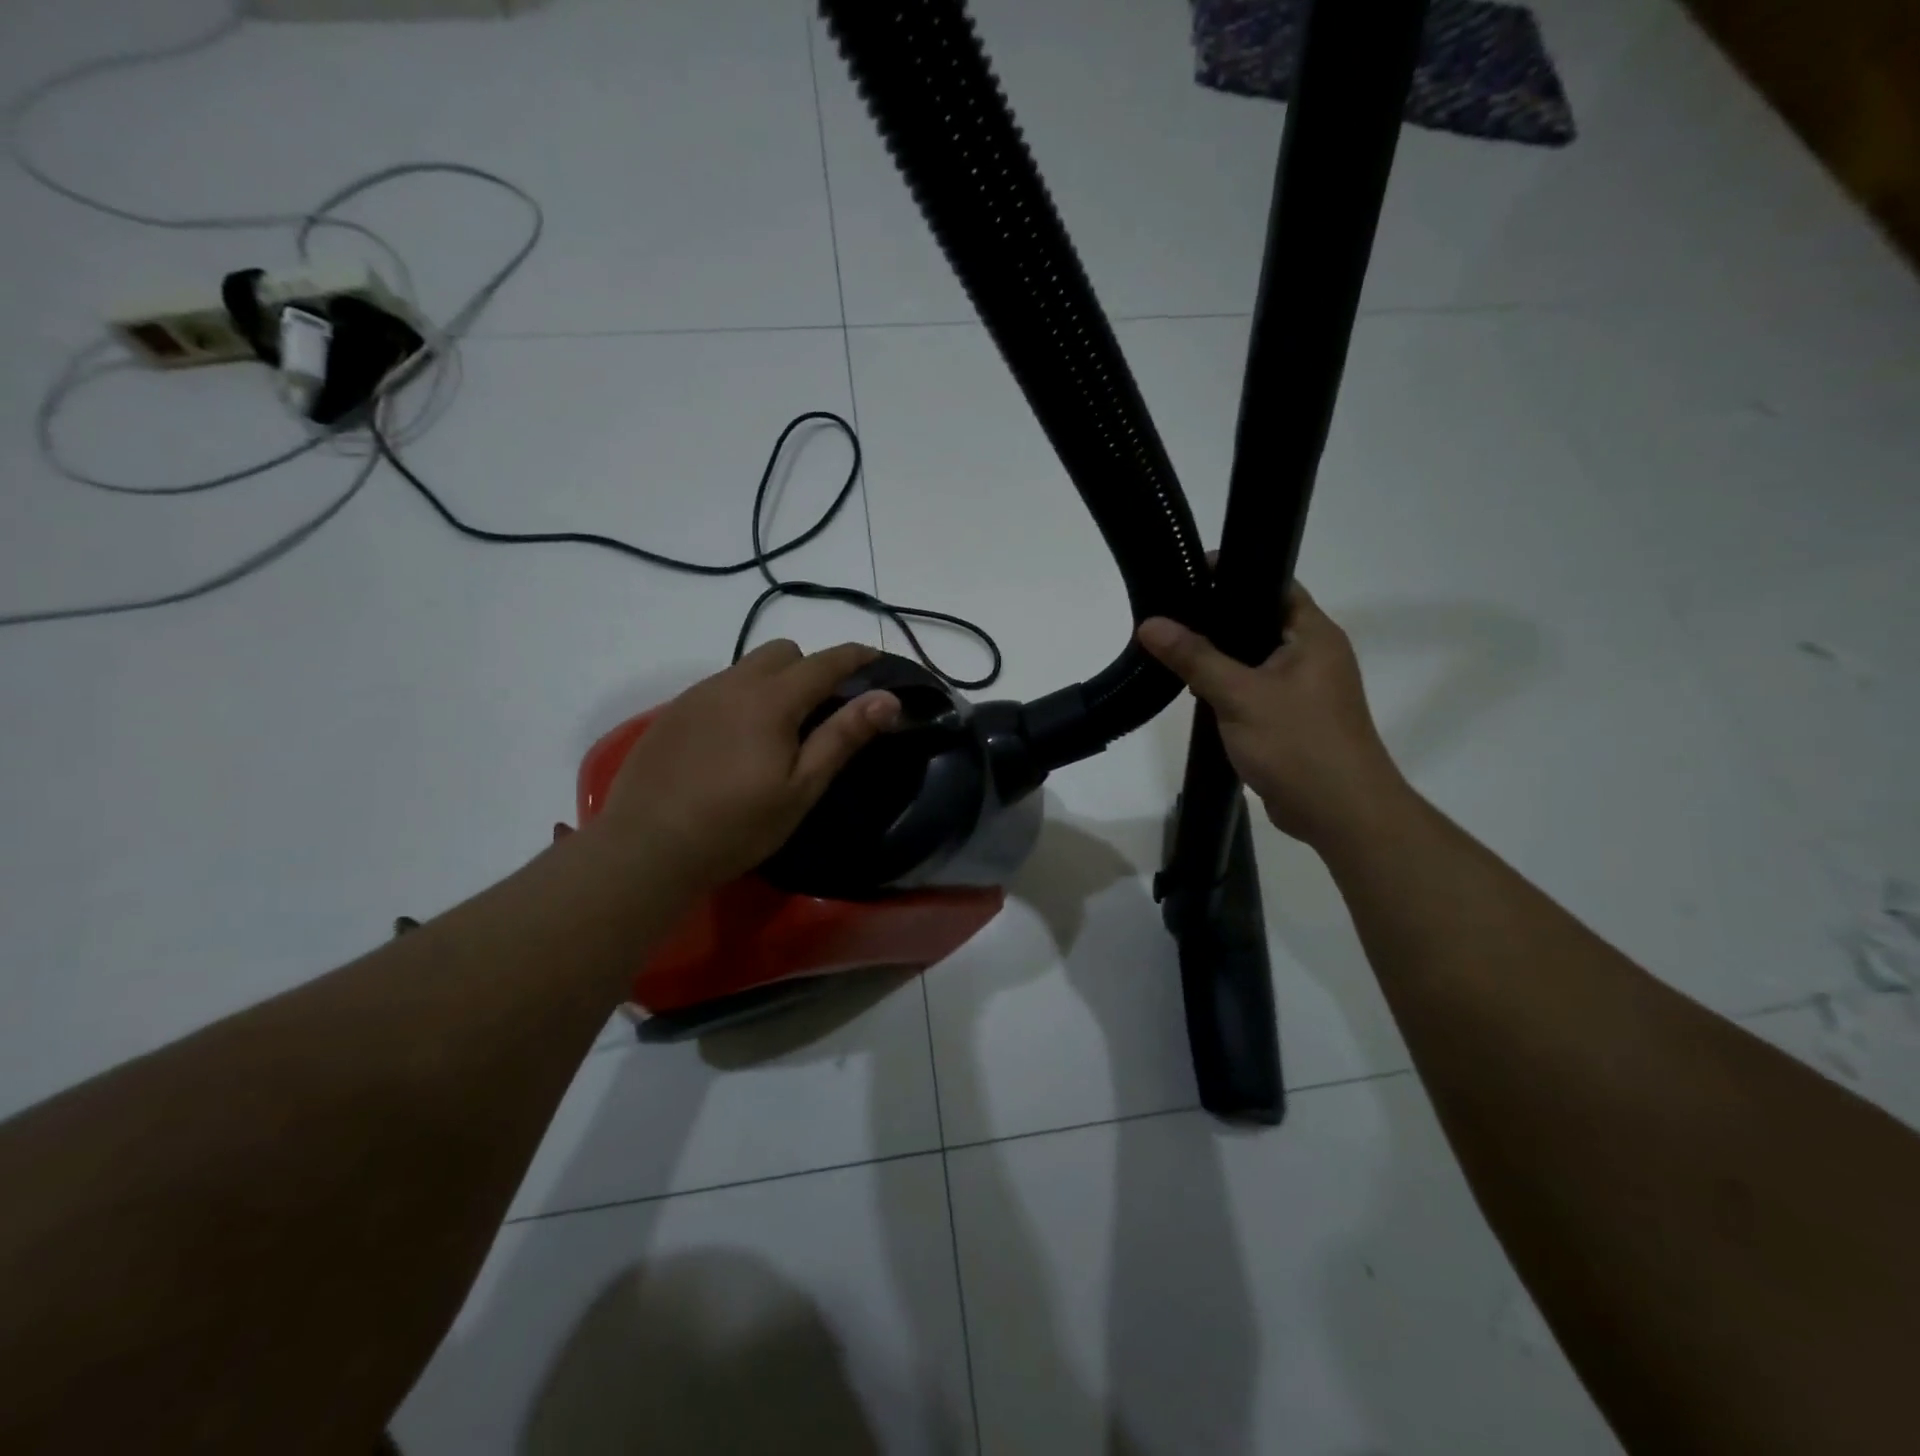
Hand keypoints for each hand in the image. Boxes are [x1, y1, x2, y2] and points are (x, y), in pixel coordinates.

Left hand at [592, 640, 900, 893]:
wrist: (646, 848)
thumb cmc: (736, 825)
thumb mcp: (801, 788)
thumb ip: (843, 737)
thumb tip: (888, 698)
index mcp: (771, 700)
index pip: (825, 662)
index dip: (856, 657)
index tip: (878, 660)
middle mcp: (733, 683)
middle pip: (784, 652)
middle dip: (811, 668)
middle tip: (822, 711)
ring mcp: (697, 695)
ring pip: (748, 667)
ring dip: (774, 681)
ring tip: (778, 730)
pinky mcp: (672, 713)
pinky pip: (719, 687)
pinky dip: (741, 698)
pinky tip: (735, 743)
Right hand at [1138, 584, 1409, 848]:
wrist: (1340, 813)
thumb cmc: (1297, 743)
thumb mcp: (1239, 695)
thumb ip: (1195, 657)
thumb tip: (1150, 624)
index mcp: (1314, 635)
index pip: (1274, 584)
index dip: (1234, 574)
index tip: (1188, 575)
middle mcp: (1314, 654)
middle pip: (1260, 621)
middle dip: (1216, 618)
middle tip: (1169, 613)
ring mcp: (1305, 689)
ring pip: (1255, 659)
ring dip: (1220, 657)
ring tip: (1172, 648)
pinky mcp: (1293, 718)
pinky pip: (1255, 689)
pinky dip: (1229, 687)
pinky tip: (1195, 690)